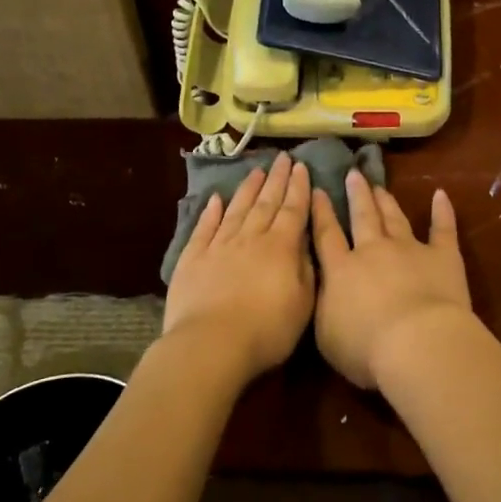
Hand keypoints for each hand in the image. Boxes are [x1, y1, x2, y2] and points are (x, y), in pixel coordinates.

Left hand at [164, 153, 313, 381]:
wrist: (211, 344)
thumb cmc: (266, 330)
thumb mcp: (303, 304)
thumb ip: (306, 269)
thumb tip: (305, 243)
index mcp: (281, 247)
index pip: (293, 210)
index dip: (299, 188)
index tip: (302, 167)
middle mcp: (251, 238)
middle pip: (266, 203)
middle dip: (277, 179)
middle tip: (282, 158)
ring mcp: (219, 246)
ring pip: (237, 209)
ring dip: (248, 189)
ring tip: (256, 170)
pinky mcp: (193, 258)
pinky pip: (205, 228)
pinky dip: (211, 212)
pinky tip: (215, 199)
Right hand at [311, 170, 472, 389]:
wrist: (417, 343)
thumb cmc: (366, 348)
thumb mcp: (327, 334)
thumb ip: (323, 305)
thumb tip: (322, 286)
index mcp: (342, 270)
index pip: (326, 235)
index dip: (321, 212)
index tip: (318, 190)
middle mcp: (373, 251)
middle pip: (363, 217)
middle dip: (357, 194)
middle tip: (353, 174)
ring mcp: (410, 249)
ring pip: (395, 218)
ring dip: (386, 200)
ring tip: (379, 185)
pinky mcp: (442, 256)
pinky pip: (442, 228)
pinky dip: (442, 211)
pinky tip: (441, 194)